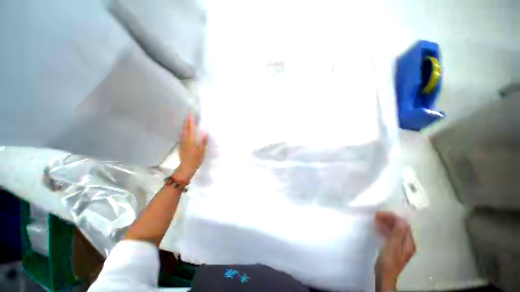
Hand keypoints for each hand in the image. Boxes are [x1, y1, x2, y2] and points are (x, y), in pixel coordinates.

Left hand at [174, 113, 207, 181]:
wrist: (186, 167)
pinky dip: (184, 130)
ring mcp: (182, 142)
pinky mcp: (181, 145)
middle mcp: (185, 140)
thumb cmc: (196, 159)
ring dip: (185, 125)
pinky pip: (182, 135)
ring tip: (187, 120)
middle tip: (188, 115)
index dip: (191, 121)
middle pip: (185, 129)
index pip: (191, 128)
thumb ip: (203, 141)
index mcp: (191, 140)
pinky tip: (184, 130)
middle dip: (187, 121)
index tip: (191, 114)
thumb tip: (204, 131)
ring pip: (183, 131)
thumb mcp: (201, 151)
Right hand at [374, 211, 415, 291]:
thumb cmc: (388, 260)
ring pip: (395, 230)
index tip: (380, 214)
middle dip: (389, 219)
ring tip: (375, 219)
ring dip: (386, 223)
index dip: (392, 217)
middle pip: (400, 226)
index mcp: (408, 242)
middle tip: (376, 215)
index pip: (403, 225)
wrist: (384, 275)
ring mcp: (400, 245)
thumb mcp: (393, 246)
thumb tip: (401, 220)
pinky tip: (378, 228)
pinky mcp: (394, 247)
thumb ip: (398, 233)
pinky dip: (385, 229)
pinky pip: (391, 234)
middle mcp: (407, 243)